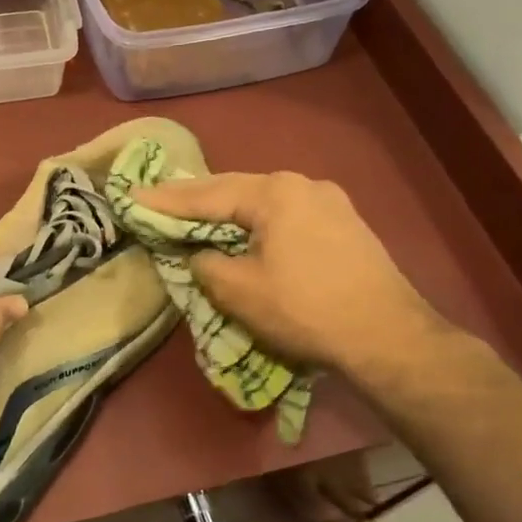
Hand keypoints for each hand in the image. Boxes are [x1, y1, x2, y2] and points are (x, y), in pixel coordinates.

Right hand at [132, 171, 447, 375]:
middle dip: (195, 197)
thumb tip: (200, 254)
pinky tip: (245, 229)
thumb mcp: (238, 291)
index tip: (132, 196)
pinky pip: (286, 214)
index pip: (206, 194)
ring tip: (195, 212)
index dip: (166, 200)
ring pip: (263, 200)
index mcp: (274, 193)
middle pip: (235, 188)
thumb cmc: (305, 310)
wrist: (389, 337)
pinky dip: (256, 220)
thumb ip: (205, 264)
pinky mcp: (345, 224)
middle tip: (157, 199)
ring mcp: (330, 202)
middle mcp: (302, 185)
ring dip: (227, 208)